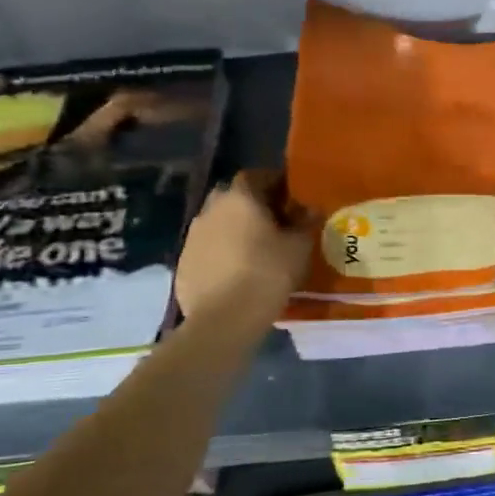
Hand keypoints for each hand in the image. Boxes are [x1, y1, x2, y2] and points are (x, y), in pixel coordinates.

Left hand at [175, 172, 313, 329]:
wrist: (224, 319)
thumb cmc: (267, 274)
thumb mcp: (299, 248)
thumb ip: (306, 223)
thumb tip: (311, 210)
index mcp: (240, 197)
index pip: (257, 175)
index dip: (276, 184)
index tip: (292, 199)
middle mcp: (211, 208)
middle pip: (235, 198)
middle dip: (254, 206)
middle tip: (276, 224)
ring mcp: (192, 236)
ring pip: (219, 223)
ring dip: (236, 230)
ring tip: (257, 251)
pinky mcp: (183, 263)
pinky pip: (208, 249)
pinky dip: (222, 253)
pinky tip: (237, 273)